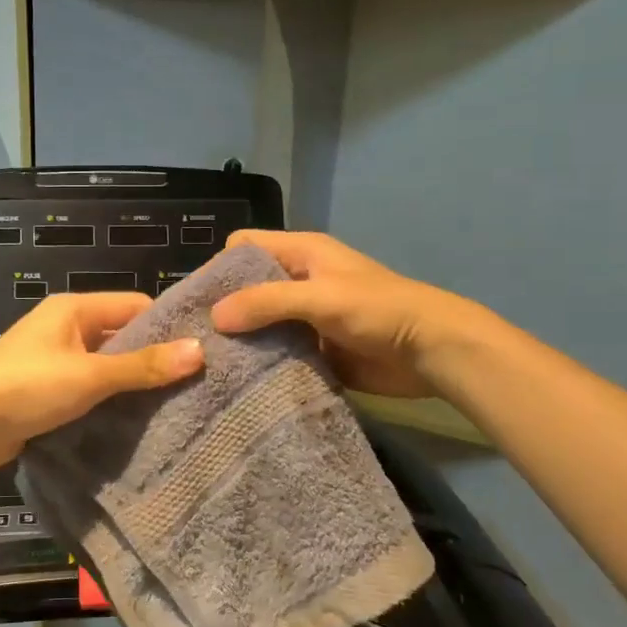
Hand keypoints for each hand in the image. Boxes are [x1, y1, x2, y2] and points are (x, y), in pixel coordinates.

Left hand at [0, 293, 202, 472]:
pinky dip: (107, 401)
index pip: (134, 305)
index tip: (200, 350)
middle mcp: (64, 327)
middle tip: (192, 383)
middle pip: (120, 336)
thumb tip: (199, 351)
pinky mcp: (44, 391)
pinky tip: (132, 421)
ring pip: (104, 366)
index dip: (166, 325)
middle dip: (150, 358)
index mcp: (74, 309)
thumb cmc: (29, 386)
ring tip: (171, 404)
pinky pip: (87, 389)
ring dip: (129, 384)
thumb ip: (143, 365)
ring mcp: (53, 360)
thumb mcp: (91, 375)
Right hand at [210, 230, 465, 398]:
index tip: (196, 301)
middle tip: (195, 338)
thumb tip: (214, 318)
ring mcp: (305, 317)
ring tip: (209, 363)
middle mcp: (298, 280)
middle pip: (247, 287)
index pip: (243, 247)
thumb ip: (266, 302)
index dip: (219, 267)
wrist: (431, 351)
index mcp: (300, 253)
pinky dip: (261, 362)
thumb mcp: (319, 297)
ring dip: (241, 339)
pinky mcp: (314, 349)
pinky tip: (239, 379)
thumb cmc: (377, 310)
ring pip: (260, 323)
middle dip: (224, 309)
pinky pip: (277, 352)